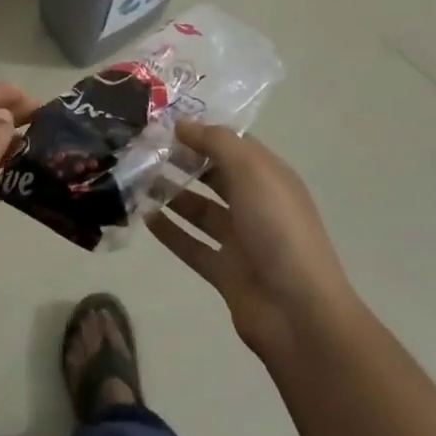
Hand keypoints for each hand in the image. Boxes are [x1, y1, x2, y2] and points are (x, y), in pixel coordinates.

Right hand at [150, 120, 357, 362]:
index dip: (201, 131)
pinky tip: (144, 217)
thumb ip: (216, 142)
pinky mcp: (225, 271)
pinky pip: (191, 245)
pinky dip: (170, 231)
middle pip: (215, 175)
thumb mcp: (252, 171)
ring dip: (172, 194)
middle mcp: (256, 204)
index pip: (232, 145)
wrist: (298, 311)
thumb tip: (182, 124)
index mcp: (269, 177)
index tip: (162, 123)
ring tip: (137, 179)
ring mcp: (241, 240)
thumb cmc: (278, 229)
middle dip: (183, 161)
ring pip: (200, 209)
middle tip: (143, 149)